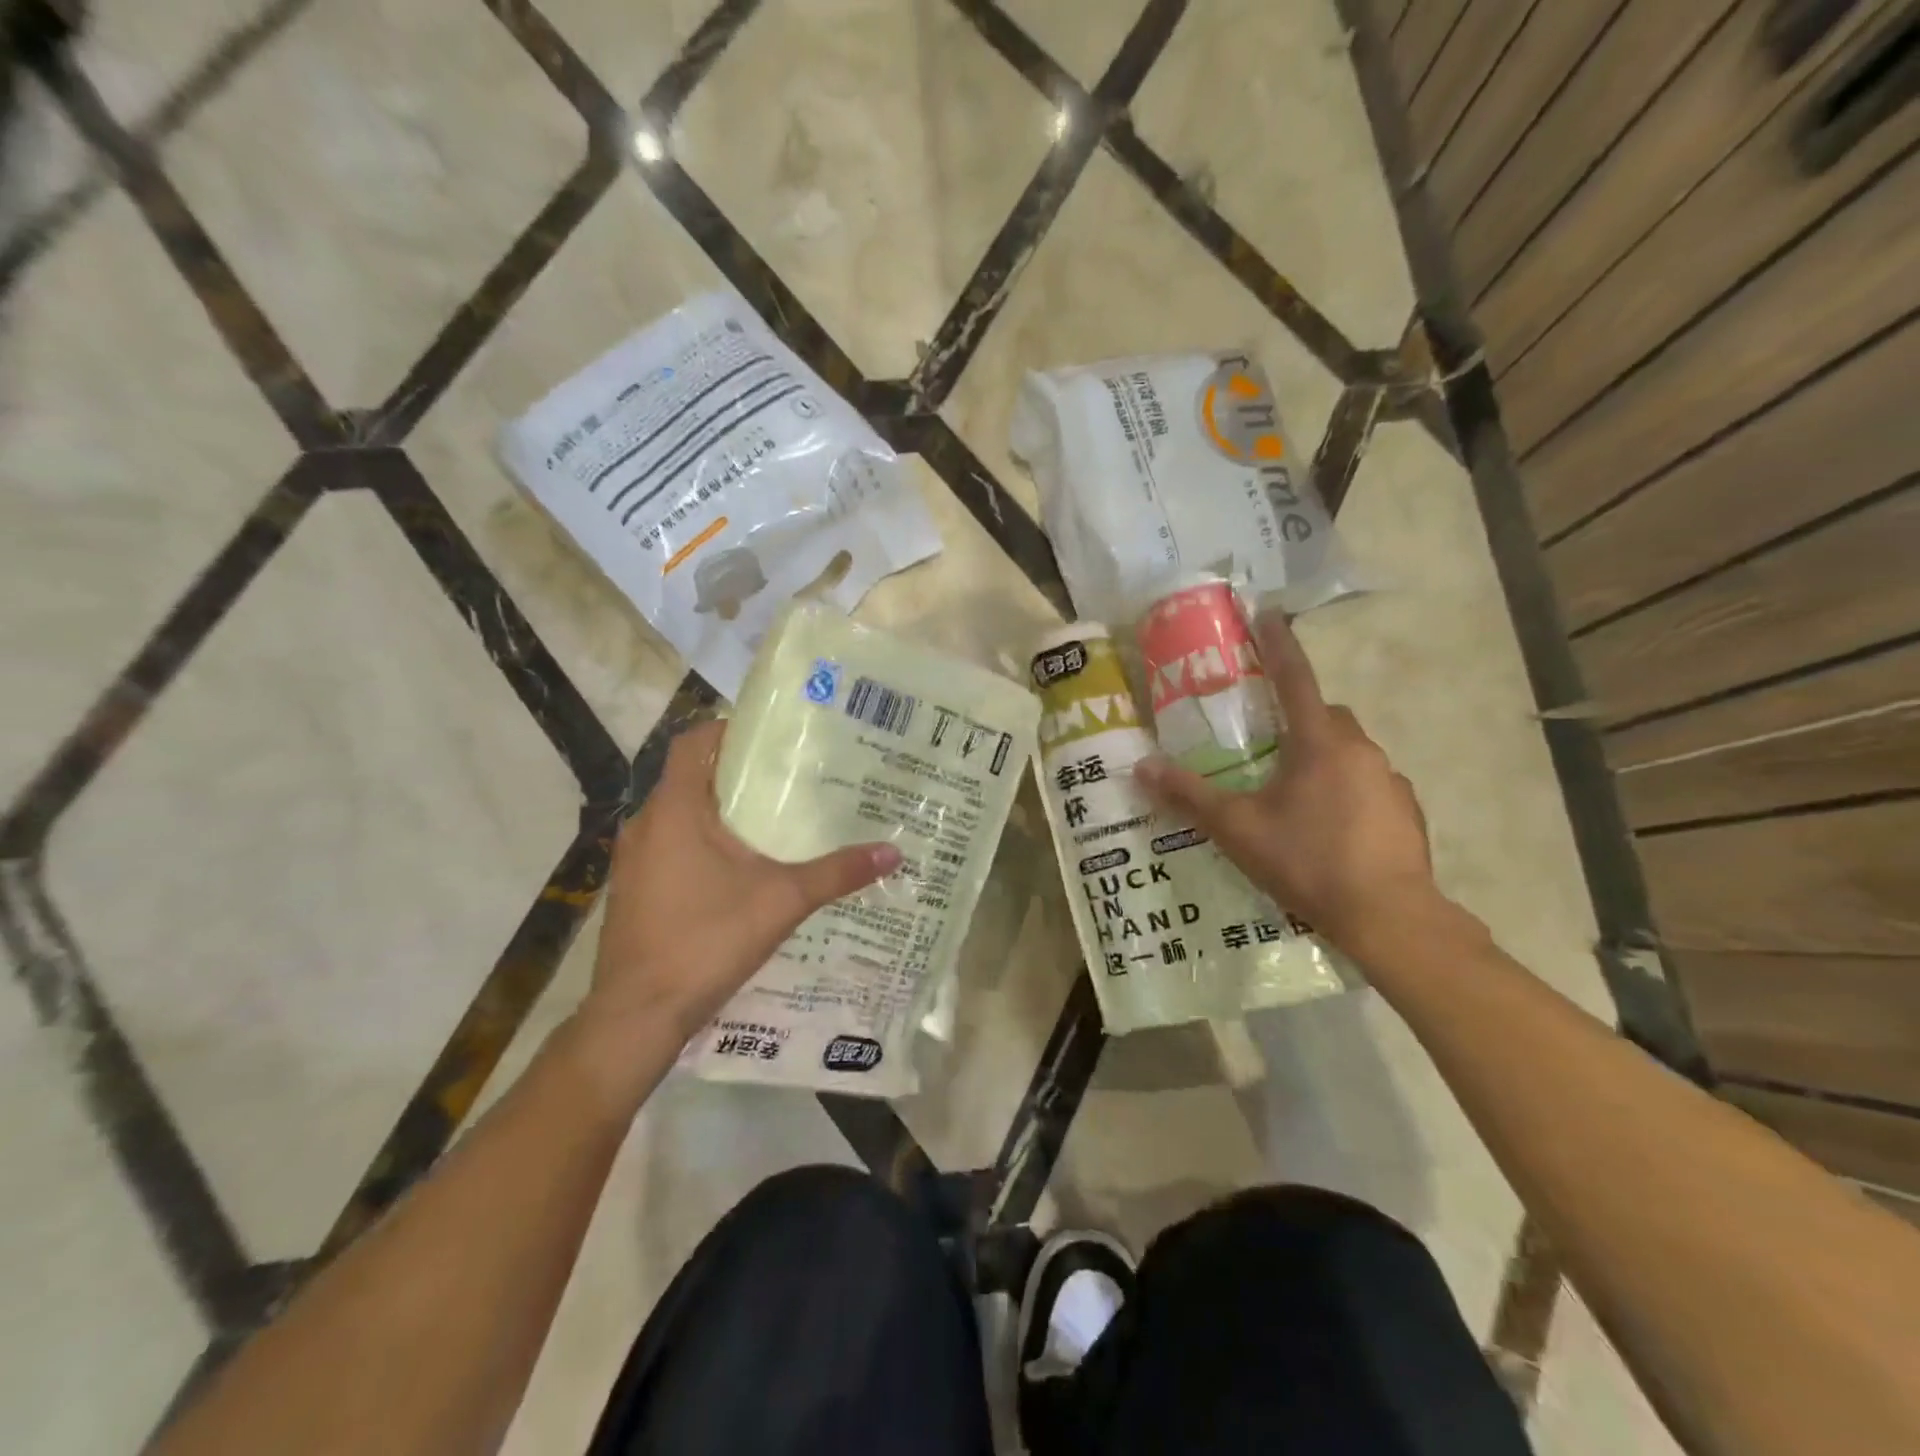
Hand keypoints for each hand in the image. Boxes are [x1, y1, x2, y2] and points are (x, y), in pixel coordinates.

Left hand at [579, 719, 901, 1051]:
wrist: (638, 1015)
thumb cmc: (706, 940)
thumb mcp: (782, 901)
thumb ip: (837, 872)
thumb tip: (893, 852)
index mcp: (675, 809)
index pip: (694, 742)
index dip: (730, 729)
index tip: (773, 736)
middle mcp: (647, 824)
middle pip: (692, 776)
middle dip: (738, 772)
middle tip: (790, 775)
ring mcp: (635, 859)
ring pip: (680, 814)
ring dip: (721, 810)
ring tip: (773, 817)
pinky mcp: (635, 889)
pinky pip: (671, 846)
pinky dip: (703, 842)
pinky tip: (742, 867)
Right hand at [1134, 611, 1441, 955]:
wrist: (1388, 917)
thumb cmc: (1307, 861)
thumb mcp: (1237, 828)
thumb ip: (1189, 795)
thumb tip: (1141, 766)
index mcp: (1319, 742)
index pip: (1295, 677)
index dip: (1278, 644)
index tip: (1267, 614)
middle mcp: (1360, 750)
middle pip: (1326, 716)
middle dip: (1298, 719)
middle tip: (1266, 747)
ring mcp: (1391, 781)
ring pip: (1348, 753)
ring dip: (1322, 760)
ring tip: (1292, 799)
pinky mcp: (1407, 813)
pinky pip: (1369, 786)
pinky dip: (1346, 793)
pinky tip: (1328, 830)